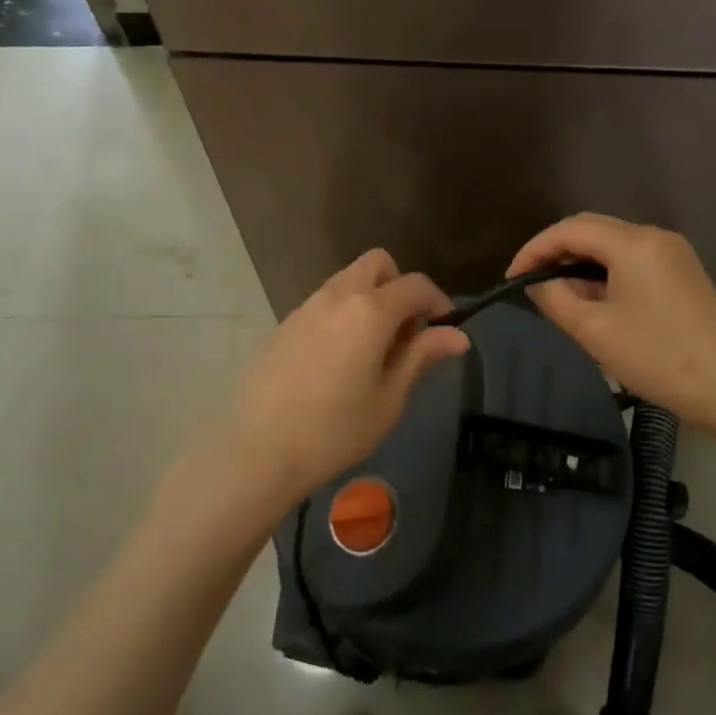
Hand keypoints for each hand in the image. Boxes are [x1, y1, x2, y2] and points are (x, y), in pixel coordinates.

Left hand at [221, 250, 470, 506]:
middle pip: (378, 264)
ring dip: (371, 298)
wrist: (257, 450)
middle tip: (406, 333)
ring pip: (348, 280)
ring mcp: (306, 307)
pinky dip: (344, 313)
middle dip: (400, 287)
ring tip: (374, 350)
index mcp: (370, 310)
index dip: (438, 301)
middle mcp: (337, 296)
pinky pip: (325, 302)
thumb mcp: (389, 398)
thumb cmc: (334, 430)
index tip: (445, 329)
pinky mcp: (285, 324)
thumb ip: (422, 356)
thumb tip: (458, 335)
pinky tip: (339, 360)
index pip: (415, 285)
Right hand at [509, 214, 715, 451]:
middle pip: (593, 231)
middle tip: (530, 285)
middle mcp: (655, 237)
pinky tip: (595, 304)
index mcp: (633, 243)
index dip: (535, 248)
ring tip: (558, 299)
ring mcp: (674, 255)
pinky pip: (633, 263)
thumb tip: (537, 282)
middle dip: (556, 254)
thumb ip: (556, 299)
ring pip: (613, 248)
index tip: (511, 277)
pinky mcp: (684, 275)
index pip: (570, 229)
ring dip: (581, 267)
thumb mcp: (595, 331)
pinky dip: (606, 276)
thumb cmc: (659, 357)